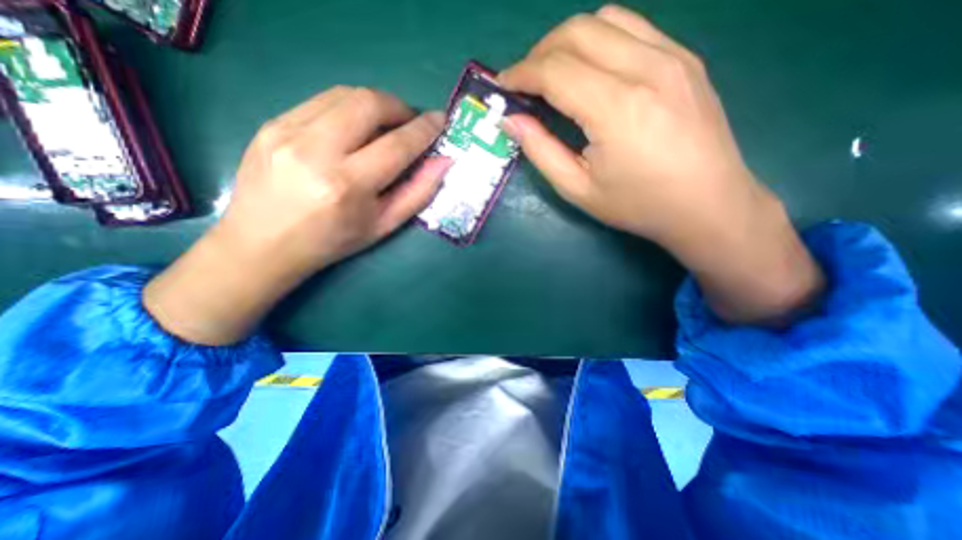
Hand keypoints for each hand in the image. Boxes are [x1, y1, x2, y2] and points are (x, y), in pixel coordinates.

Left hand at [144, 87, 451, 343]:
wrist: (263, 243)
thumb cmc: (333, 241)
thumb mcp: (383, 225)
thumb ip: (417, 193)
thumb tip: (443, 162)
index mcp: (348, 186)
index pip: (396, 145)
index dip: (423, 129)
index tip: (440, 120)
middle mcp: (316, 151)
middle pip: (368, 104)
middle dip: (400, 107)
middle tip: (411, 122)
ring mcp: (287, 131)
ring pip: (344, 94)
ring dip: (375, 103)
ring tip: (386, 123)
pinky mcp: (271, 123)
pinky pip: (321, 101)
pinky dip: (349, 108)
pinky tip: (355, 127)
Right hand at [501, 5, 822, 325]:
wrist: (707, 204)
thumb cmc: (637, 205)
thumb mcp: (578, 189)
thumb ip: (541, 151)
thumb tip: (511, 120)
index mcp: (617, 108)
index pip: (555, 70)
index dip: (521, 74)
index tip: (502, 86)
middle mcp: (647, 68)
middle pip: (577, 32)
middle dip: (539, 53)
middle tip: (524, 83)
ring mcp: (672, 56)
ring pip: (605, 19)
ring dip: (567, 41)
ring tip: (553, 74)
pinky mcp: (685, 58)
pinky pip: (632, 28)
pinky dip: (598, 40)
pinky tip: (590, 70)